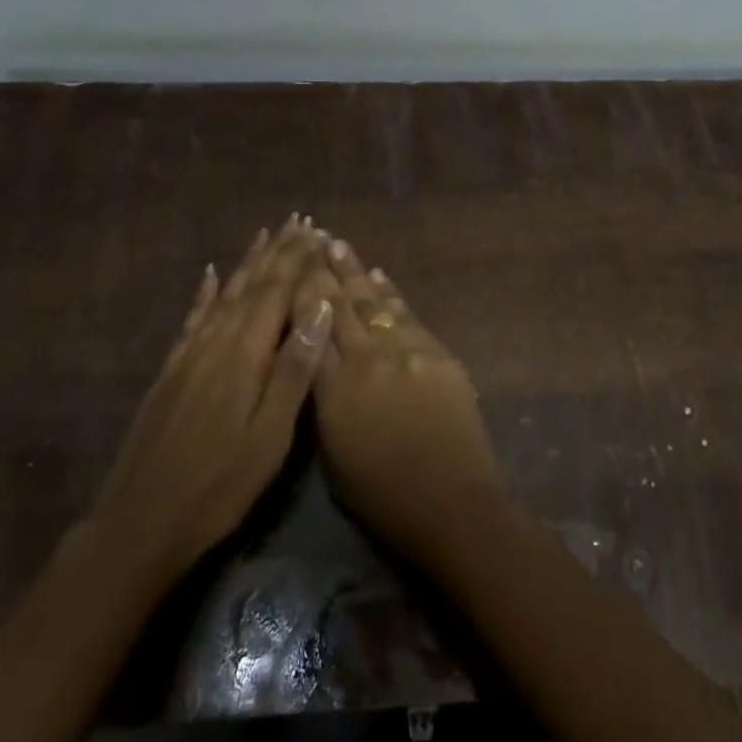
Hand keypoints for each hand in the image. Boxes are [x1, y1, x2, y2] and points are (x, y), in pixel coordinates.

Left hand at [92, 217, 333, 585]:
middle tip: (297, 221)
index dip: (297, 260)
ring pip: (224, 296)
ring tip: (264, 236)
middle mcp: (216, 343)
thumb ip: (294, 369)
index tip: (316, 231)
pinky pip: (192, 320)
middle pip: (251, 286)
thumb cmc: (219, 486)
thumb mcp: (269, 436)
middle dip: (277, 252)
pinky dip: (205, 294)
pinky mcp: (171, 373)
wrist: (140, 524)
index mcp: (244, 356)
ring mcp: (189, 356)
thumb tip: (320, 308)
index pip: (277, 293)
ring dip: (247, 264)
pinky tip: (210, 277)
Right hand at [294, 237, 505, 566]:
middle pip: (339, 306)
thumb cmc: (383, 496)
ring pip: (373, 302)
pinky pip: (406, 314)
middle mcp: (367, 360)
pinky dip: (390, 293)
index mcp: (334, 390)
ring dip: (354, 272)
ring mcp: (405, 351)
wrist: (453, 503)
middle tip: (311, 238)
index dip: (298, 294)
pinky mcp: (436, 352)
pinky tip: (378, 276)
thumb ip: (322, 400)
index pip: (309, 329)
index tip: (289, 265)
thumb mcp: (333, 455)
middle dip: (323, 271)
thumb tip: (318, 360)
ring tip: (338, 245)